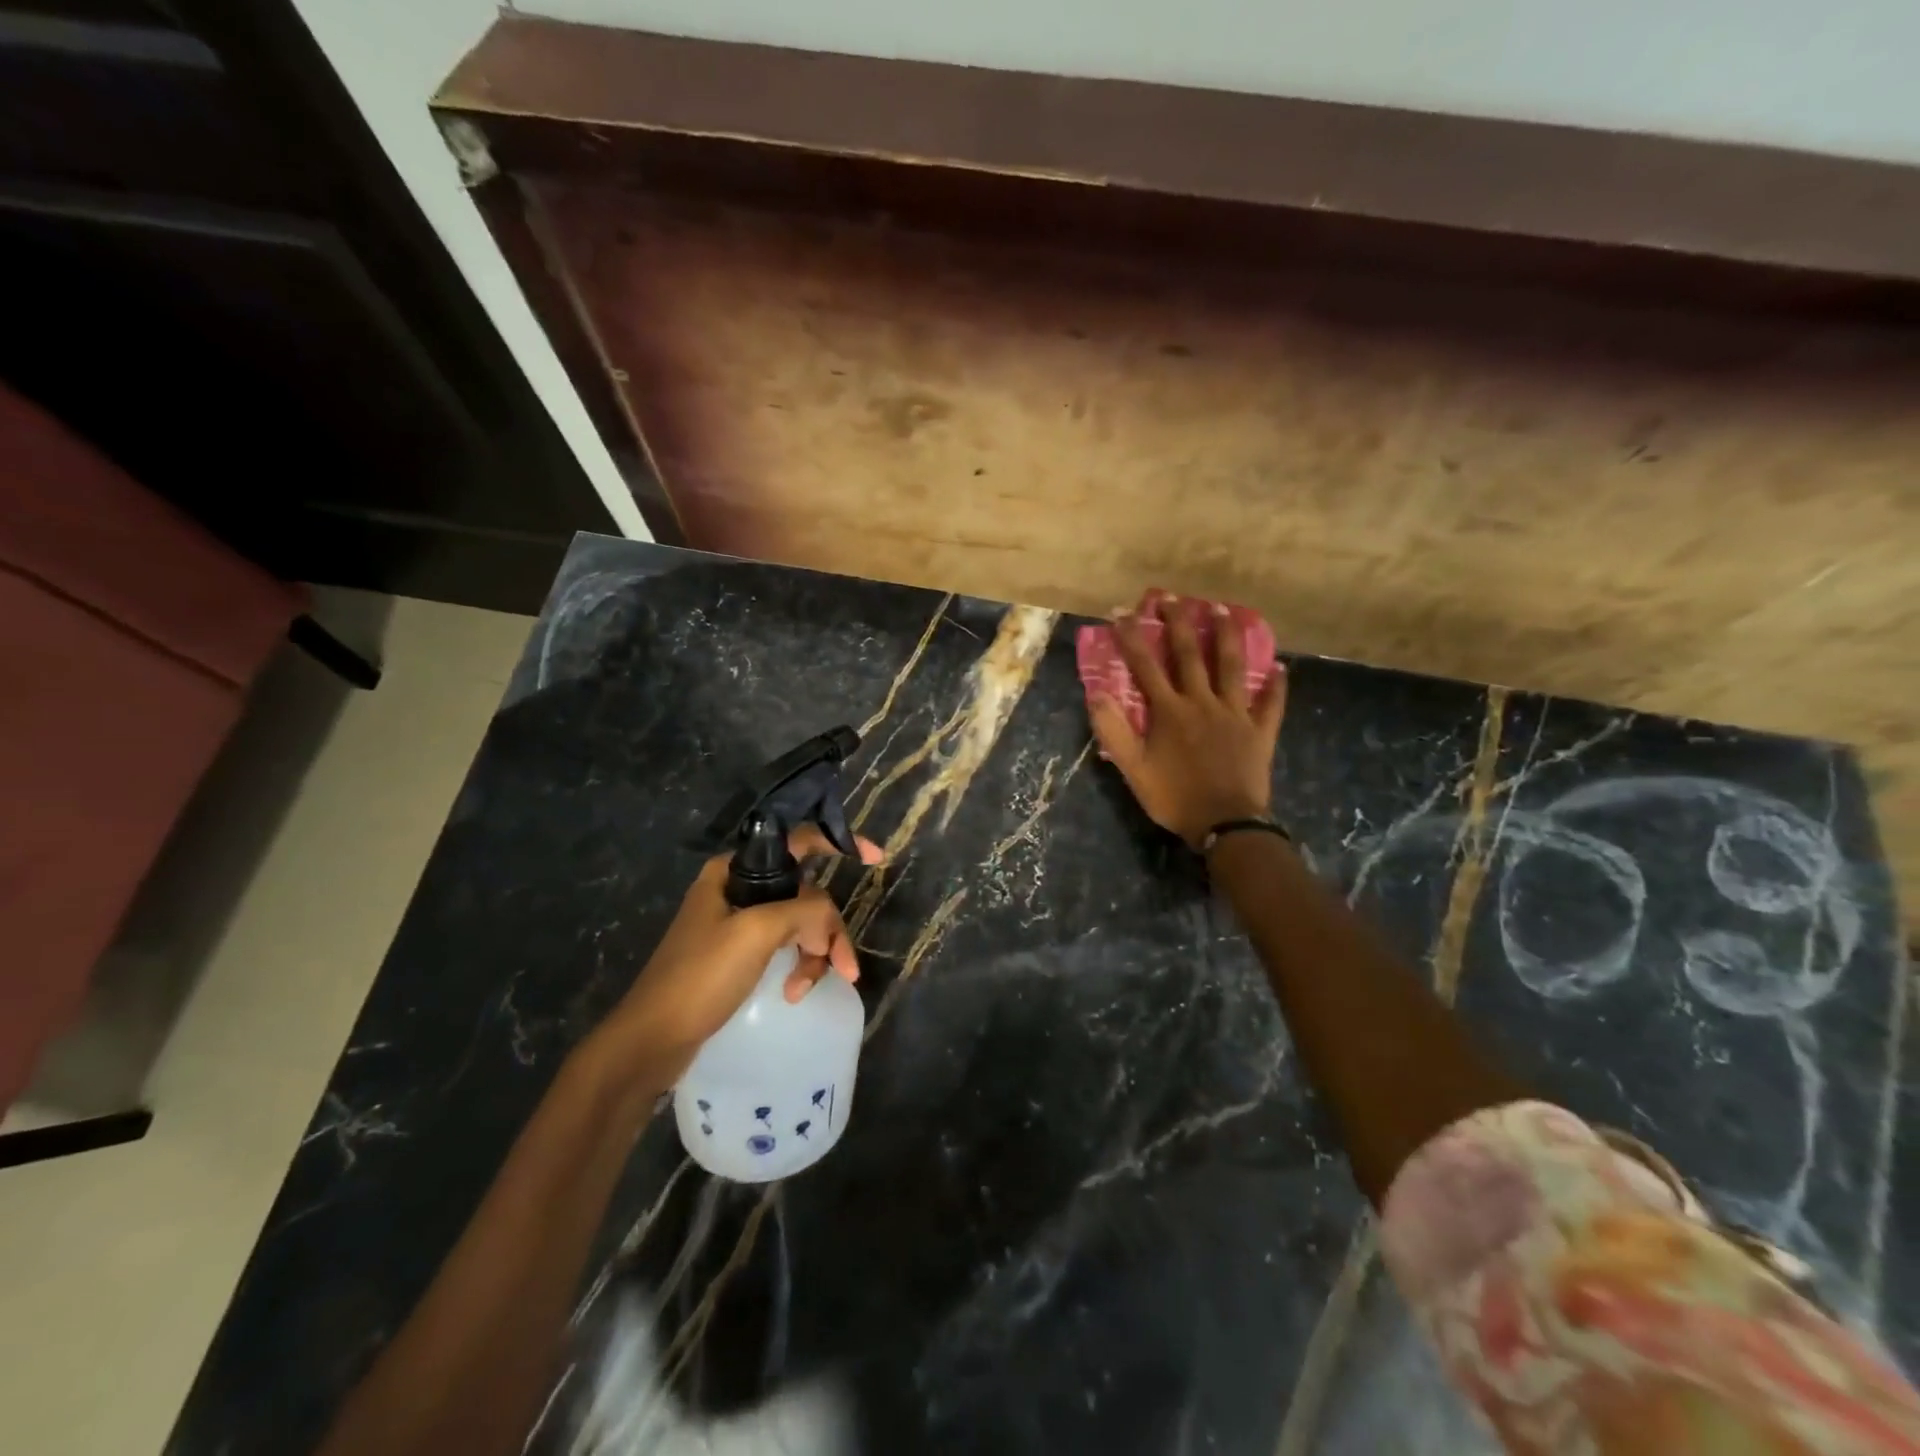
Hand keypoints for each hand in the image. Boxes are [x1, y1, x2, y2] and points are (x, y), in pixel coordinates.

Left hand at [597, 826, 883, 1081]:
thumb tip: (828, 922)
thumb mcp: (756, 933)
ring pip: (800, 923)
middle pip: (806, 892)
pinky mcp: (740, 954)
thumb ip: (804, 912)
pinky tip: (794, 992)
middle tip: (843, 965)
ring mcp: (739, 923)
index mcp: (734, 870)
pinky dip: (798, 966)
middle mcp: (738, 888)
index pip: (798, 841)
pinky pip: (786, 947)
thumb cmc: (700, 976)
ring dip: (814, 953)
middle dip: (827, 927)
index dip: (840, 842)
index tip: (876, 858)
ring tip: (806, 988)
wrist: (652, 1040)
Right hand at [1089, 590, 1286, 848]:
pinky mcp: (1260, 731)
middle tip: (1173, 596)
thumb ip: (1113, 731)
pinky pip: (1271, 704)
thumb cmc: (1174, 797)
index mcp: (1169, 711)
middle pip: (1190, 654)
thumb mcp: (1133, 769)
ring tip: (1223, 608)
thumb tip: (1096, 694)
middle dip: (1179, 623)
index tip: (1122, 611)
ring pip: (1233, 666)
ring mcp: (1235, 714)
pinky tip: (1281, 668)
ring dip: (1227, 635)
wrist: (1225, 824)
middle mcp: (1202, 702)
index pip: (1145, 666)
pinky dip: (1276, 686)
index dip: (1132, 638)